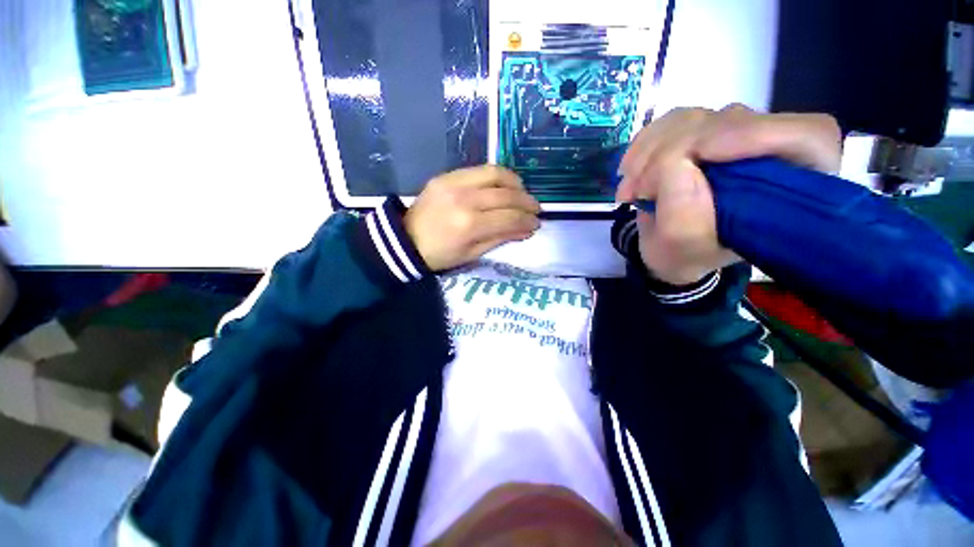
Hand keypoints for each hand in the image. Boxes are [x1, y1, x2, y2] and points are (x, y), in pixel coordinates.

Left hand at [405, 166, 540, 270]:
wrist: (405, 240)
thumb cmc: (440, 255)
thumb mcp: (472, 254)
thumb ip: (500, 238)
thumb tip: (525, 229)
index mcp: (470, 225)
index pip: (509, 218)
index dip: (527, 221)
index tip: (537, 223)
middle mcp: (465, 199)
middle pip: (506, 195)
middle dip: (526, 201)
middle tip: (535, 208)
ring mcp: (455, 183)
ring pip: (495, 174)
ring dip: (515, 182)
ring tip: (522, 193)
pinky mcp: (447, 175)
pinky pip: (479, 169)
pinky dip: (497, 176)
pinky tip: (503, 185)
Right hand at [615, 104, 841, 284]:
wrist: (665, 250)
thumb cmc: (684, 255)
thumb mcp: (683, 248)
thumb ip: (686, 215)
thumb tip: (675, 164)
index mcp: (793, 188)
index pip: (806, 136)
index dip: (757, 134)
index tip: (701, 154)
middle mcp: (770, 153)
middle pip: (735, 121)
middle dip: (675, 152)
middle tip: (638, 190)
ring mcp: (733, 138)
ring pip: (696, 117)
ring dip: (650, 152)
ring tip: (629, 189)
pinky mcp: (701, 132)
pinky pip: (671, 121)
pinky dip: (643, 145)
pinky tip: (628, 170)